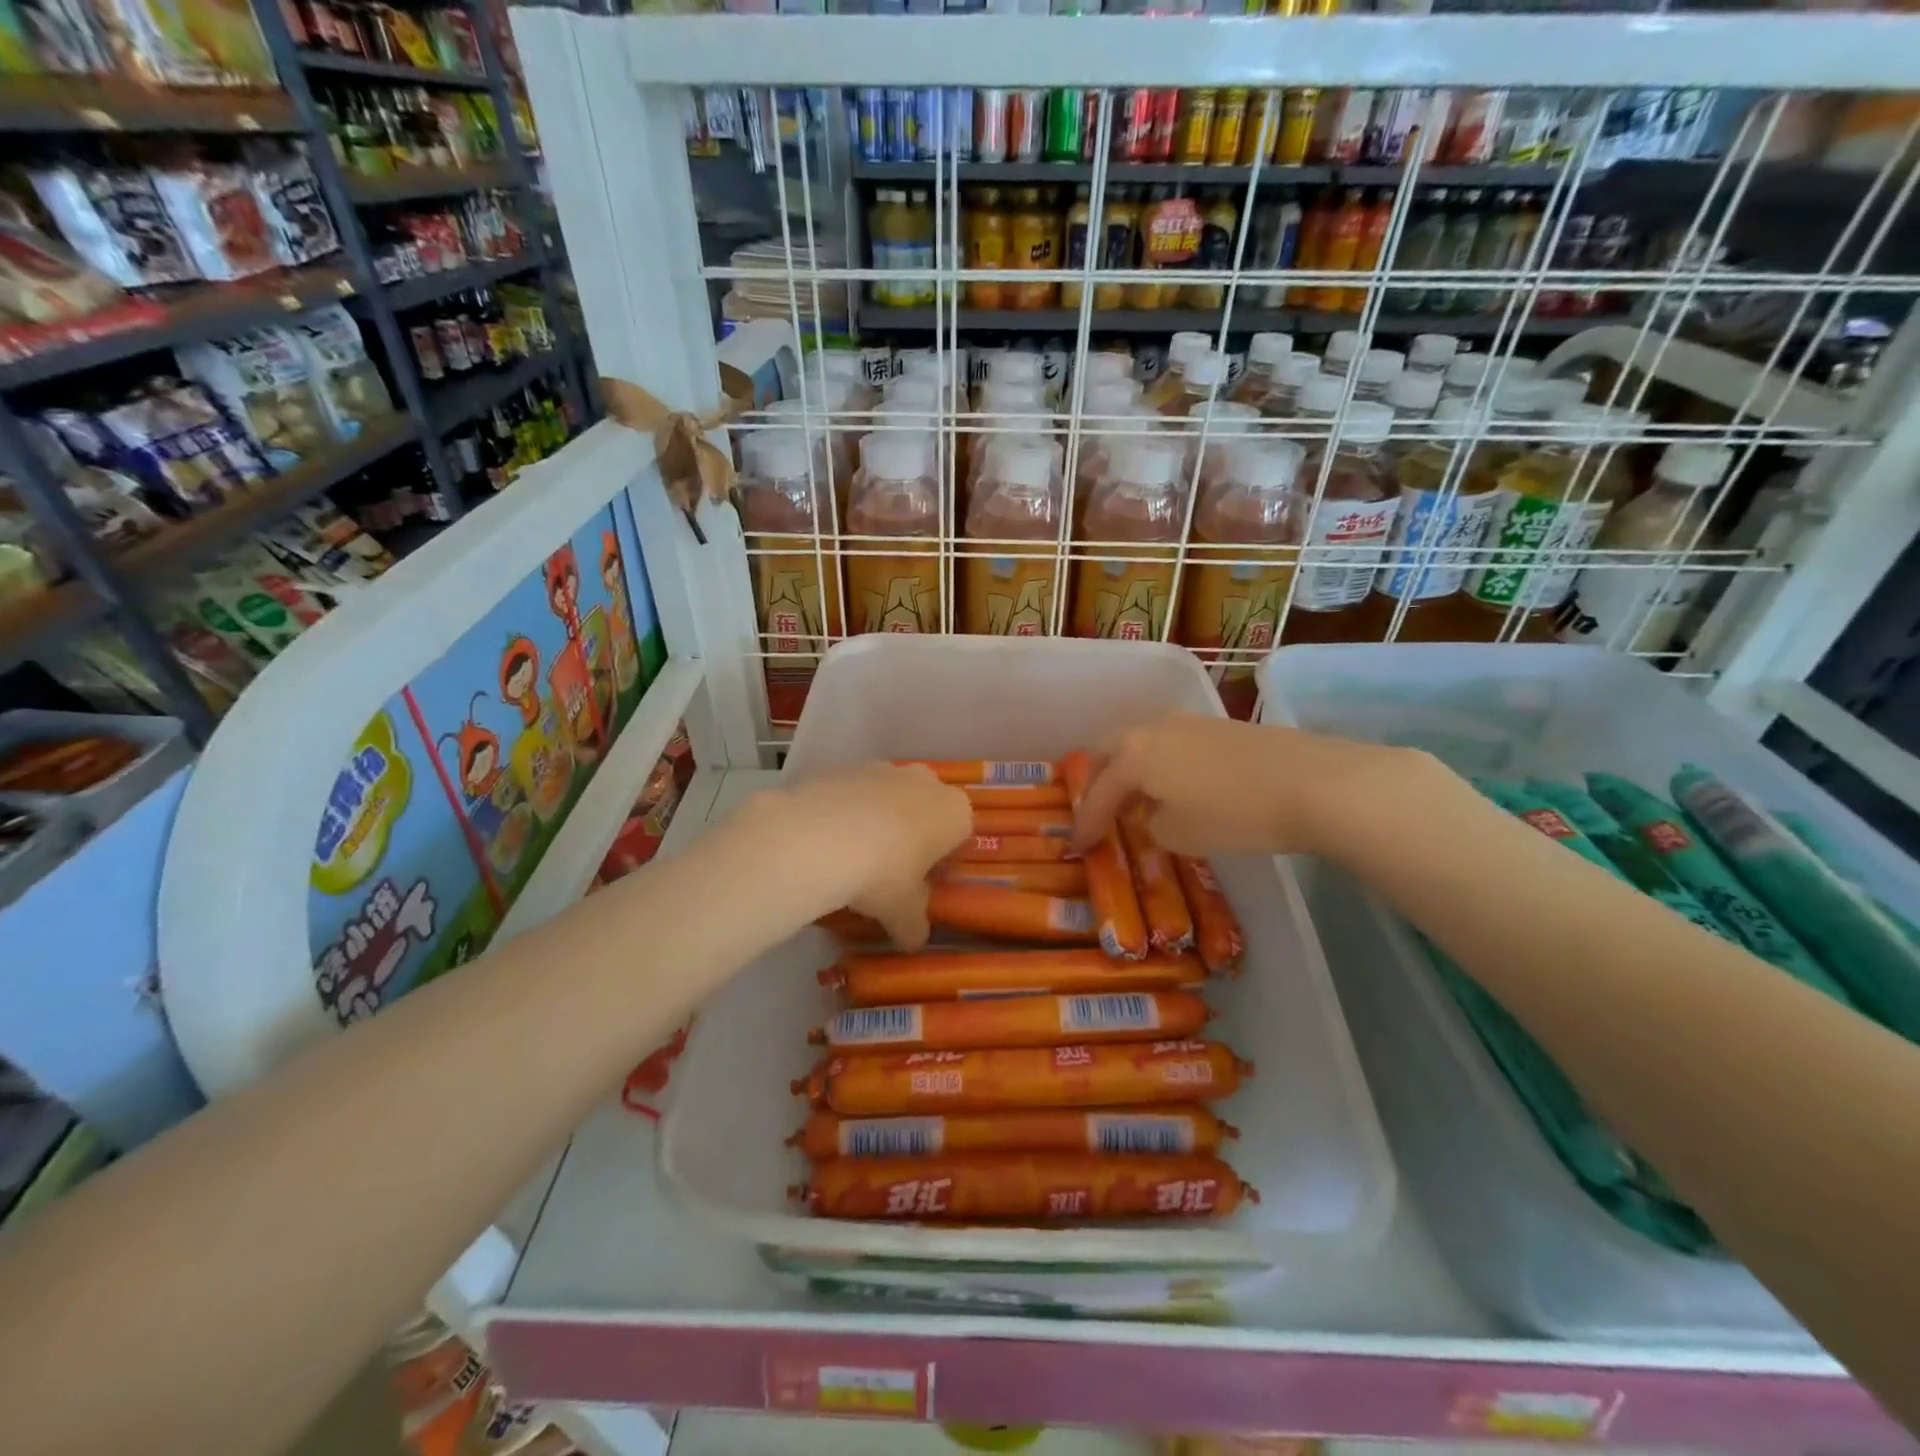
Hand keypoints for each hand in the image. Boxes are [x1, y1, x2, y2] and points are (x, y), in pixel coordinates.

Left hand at [735, 761, 970, 948]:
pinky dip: (845, 811)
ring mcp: (883, 768)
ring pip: (888, 796)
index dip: (942, 860)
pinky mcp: (844, 767)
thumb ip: (914, 925)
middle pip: (925, 808)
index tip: (923, 882)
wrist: (819, 837)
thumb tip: (914, 940)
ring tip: (853, 855)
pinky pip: (852, 792)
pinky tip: (826, 839)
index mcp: (954, 812)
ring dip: (877, 819)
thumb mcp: (904, 913)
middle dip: (912, 833)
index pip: (960, 834)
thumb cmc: (883, 874)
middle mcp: (925, 781)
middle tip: (891, 869)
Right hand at [1073, 713, 1405, 859]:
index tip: (1076, 846)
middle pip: (1111, 752)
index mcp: (1134, 754)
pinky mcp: (1221, 727)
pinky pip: (1172, 745)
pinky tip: (1177, 787)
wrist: (1316, 783)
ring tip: (1136, 800)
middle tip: (1096, 810)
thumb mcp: (1181, 834)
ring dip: (1132, 771)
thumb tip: (1156, 816)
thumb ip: (1154, 825)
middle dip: (1098, 781)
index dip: (1085, 822)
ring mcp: (1190, 722)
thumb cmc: (1236, 813)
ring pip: (1143, 744)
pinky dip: (1162, 766)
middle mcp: (1154, 728)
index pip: (1097, 792)